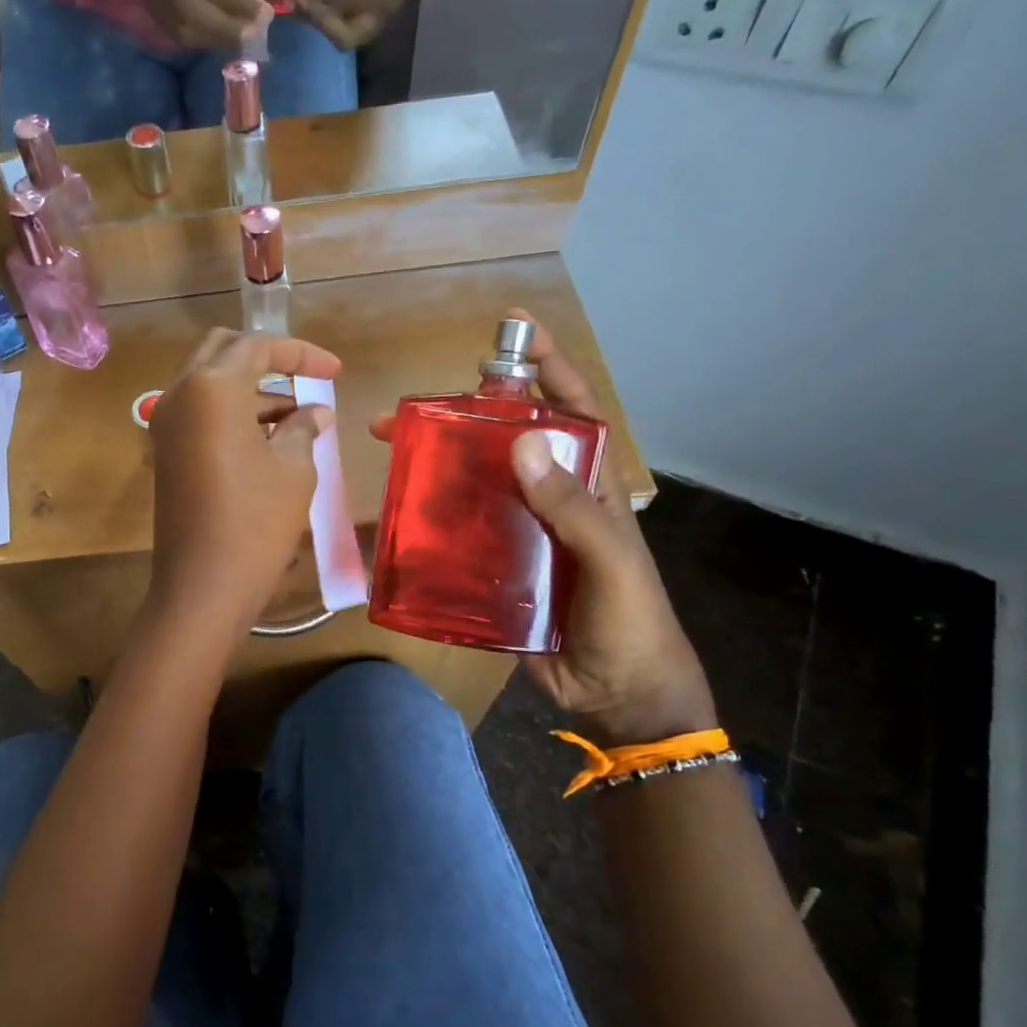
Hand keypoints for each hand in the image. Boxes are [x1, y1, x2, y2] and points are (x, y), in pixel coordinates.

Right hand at [135, 0, 273, 48]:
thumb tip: (247, 12)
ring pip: (184, 27)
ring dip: (217, 39)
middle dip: (226, 28)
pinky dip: (205, 41)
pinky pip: (180, 35)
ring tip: (244, 42)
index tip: (266, 15)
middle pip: (191, 7)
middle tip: (255, 37)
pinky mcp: (152, 10)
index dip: (237, 0)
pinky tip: (224, 40)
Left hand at [149, 329, 340, 645]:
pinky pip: (201, 414)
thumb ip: (303, 427)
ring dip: (251, 389)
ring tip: (298, 417)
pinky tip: (269, 438)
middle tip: (306, 379)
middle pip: (224, 352)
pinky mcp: (166, 453)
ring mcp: (166, 425)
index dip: (301, 353)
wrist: (202, 587)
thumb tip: (314, 411)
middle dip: (267, 359)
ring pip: (210, 384)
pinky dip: (233, 414)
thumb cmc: (255, 523)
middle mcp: (180, 395)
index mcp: (212, 388)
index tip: (335, 371)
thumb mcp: (293, 469)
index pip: (258, 346)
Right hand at [369, 310, 714, 747]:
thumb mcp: (611, 560)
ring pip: (475, 490)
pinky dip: (430, 530)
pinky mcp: (494, 573)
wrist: (618, 696)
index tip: (512, 331)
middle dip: (466, 419)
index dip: (547, 367)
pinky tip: (397, 523)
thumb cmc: (632, 622)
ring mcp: (520, 536)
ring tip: (394, 458)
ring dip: (438, 472)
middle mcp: (552, 502)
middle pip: (508, 445)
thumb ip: (574, 507)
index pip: (572, 411)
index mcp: (592, 487)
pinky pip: (459, 541)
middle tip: (411, 410)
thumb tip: (524, 441)